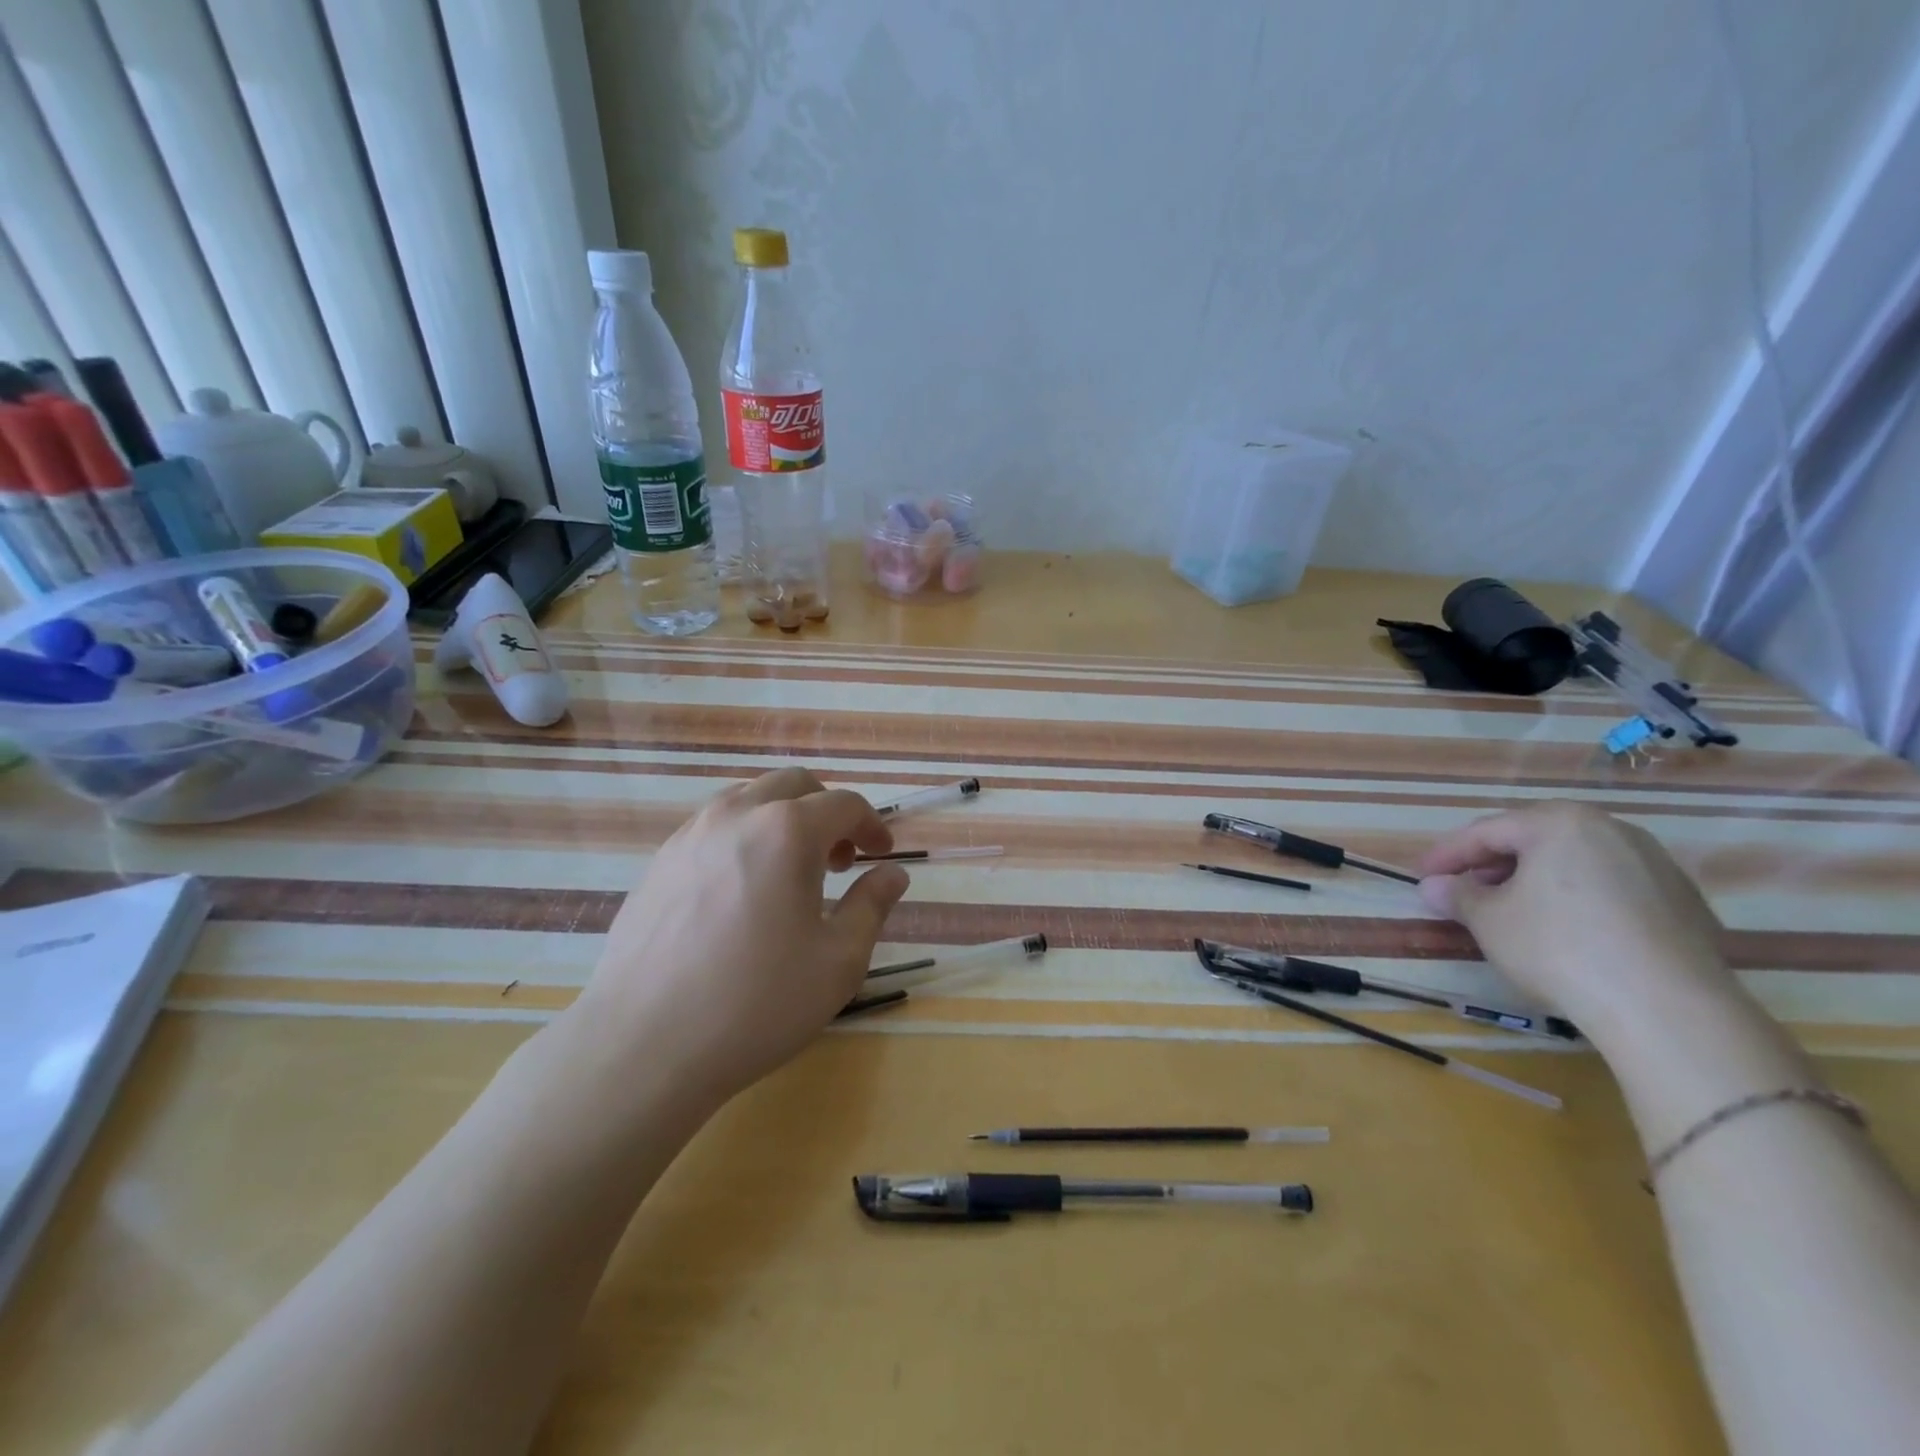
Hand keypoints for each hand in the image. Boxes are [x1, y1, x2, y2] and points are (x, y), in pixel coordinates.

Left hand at [567, 768, 909, 1107]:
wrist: (644, 1044)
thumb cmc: (757, 1002)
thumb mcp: (838, 961)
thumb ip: (871, 906)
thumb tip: (892, 874)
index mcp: (787, 831)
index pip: (844, 804)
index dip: (871, 825)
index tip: (882, 855)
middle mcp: (737, 815)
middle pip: (794, 785)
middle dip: (827, 811)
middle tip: (840, 859)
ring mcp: (690, 834)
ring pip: (749, 798)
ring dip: (783, 818)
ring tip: (791, 871)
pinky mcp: (659, 862)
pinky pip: (713, 826)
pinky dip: (744, 836)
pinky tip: (742, 890)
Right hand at [1417, 802, 1733, 1042]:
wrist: (1668, 1009)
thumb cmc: (1559, 947)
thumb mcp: (1488, 921)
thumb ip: (1458, 895)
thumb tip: (1435, 887)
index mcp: (1559, 822)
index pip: (1486, 831)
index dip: (1447, 855)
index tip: (1422, 876)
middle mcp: (1611, 830)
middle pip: (1534, 840)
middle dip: (1493, 865)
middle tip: (1464, 890)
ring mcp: (1655, 865)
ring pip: (1575, 863)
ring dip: (1535, 882)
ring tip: (1511, 912)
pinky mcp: (1684, 903)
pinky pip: (1611, 889)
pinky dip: (1578, 900)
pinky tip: (1565, 932)